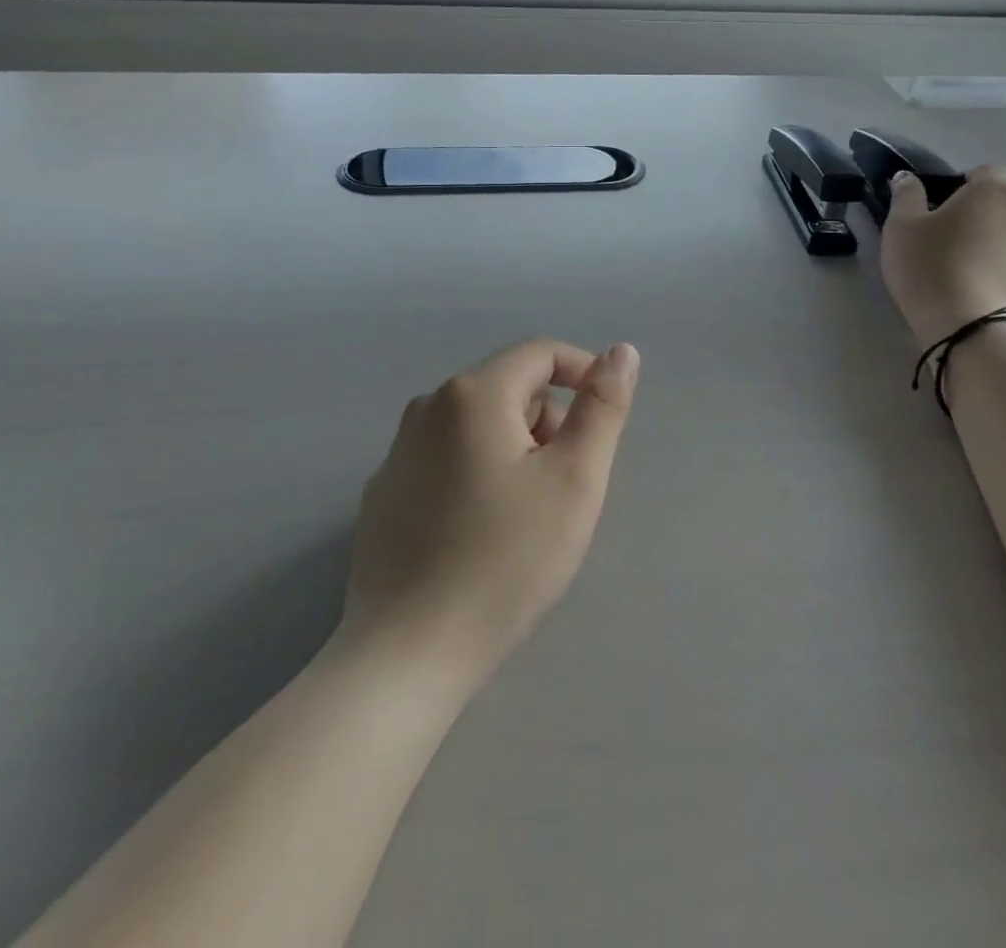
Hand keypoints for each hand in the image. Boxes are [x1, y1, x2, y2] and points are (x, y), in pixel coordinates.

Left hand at [341, 339, 640, 689]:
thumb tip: (621, 351)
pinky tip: (477, 534)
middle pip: (509, 389)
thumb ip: (603, 406)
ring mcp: (398, 451)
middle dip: (546, 424)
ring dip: (513, 451)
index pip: (541, 353)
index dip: (583, 373)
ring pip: (478, 425)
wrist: (408, 653)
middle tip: (560, 488)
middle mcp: (427, 408)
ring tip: (522, 517)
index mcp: (473, 394)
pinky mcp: (383, 493)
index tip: (604, 422)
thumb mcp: (575, 479)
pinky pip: (445, 459)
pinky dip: (475, 475)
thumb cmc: (506, 559)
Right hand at [879, 165, 1005, 345]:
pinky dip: (1000, 267)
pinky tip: (975, 287)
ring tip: (961, 265)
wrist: (969, 328)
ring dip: (991, 239)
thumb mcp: (901, 226)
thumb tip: (907, 177)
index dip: (958, 186)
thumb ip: (905, 194)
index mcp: (995, 189)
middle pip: (1000, 201)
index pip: (982, 172)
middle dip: (977, 212)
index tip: (936, 210)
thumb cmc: (931, 266)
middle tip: (944, 237)